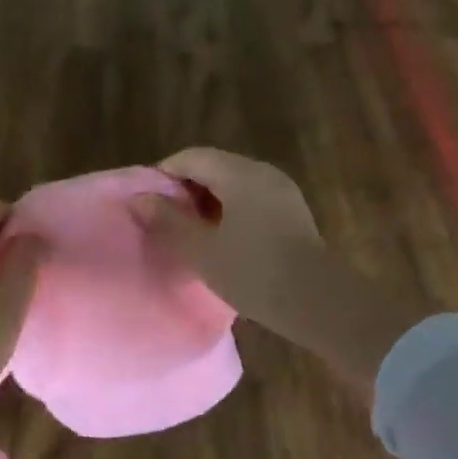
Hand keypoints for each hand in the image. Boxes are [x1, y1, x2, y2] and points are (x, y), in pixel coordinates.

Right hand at [128, 148, 332, 346]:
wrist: (317, 301)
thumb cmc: (252, 272)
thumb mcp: (201, 250)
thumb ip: (168, 221)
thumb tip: (140, 199)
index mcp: (239, 174)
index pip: (192, 157)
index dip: (164, 173)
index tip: (147, 200)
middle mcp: (262, 172)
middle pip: (215, 166)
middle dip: (186, 187)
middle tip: (165, 217)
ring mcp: (282, 191)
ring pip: (234, 183)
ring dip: (209, 200)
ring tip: (190, 230)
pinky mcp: (293, 212)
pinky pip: (252, 198)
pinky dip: (230, 209)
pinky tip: (222, 237)